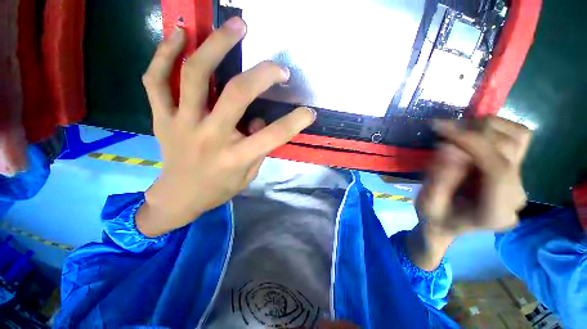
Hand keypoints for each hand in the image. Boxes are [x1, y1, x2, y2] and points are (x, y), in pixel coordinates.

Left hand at [136, 17, 314, 236]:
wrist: (178, 197)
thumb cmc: (218, 189)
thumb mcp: (247, 176)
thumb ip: (259, 149)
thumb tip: (260, 120)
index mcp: (236, 156)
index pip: (273, 135)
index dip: (295, 121)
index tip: (309, 111)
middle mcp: (210, 136)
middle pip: (236, 94)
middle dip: (262, 74)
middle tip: (279, 66)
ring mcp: (181, 124)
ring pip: (194, 75)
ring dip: (216, 45)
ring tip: (235, 26)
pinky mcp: (161, 118)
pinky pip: (156, 80)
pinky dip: (164, 53)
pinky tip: (180, 34)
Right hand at [408, 116, 531, 269]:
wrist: (448, 224)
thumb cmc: (435, 218)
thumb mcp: (428, 203)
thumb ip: (439, 179)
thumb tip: (449, 147)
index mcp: (496, 212)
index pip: (498, 170)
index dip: (472, 143)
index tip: (441, 128)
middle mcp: (516, 194)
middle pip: (509, 149)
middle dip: (473, 132)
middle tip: (442, 130)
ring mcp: (518, 181)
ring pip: (517, 137)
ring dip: (484, 127)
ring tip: (455, 130)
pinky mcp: (514, 169)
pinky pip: (514, 138)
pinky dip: (492, 129)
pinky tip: (469, 134)